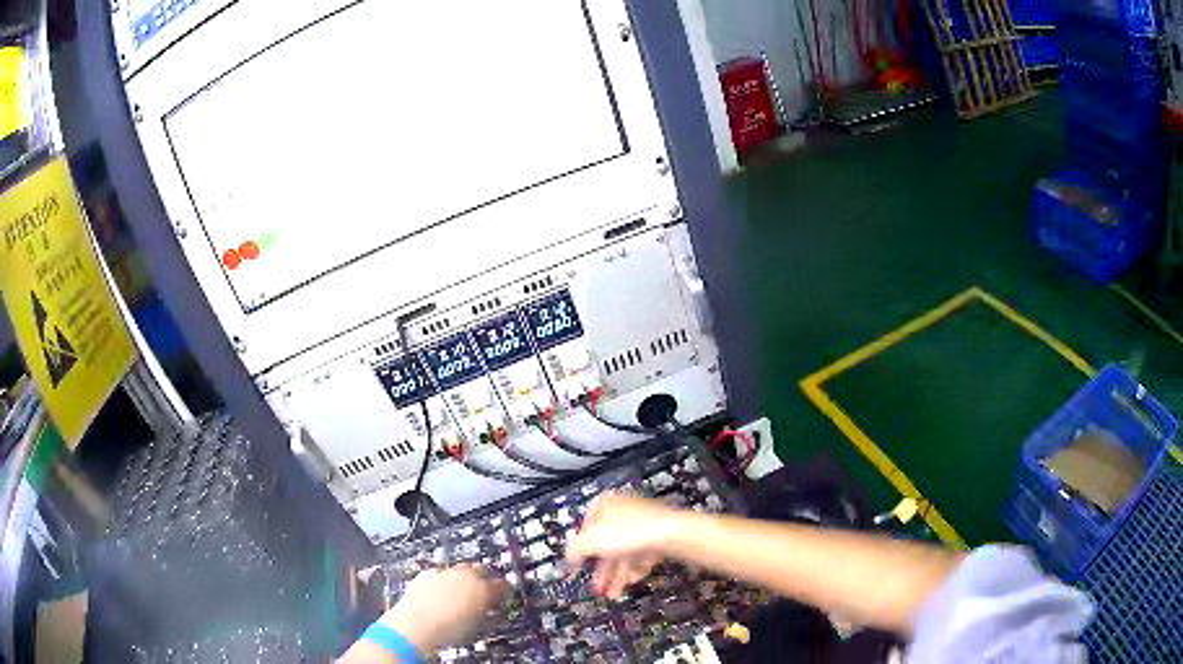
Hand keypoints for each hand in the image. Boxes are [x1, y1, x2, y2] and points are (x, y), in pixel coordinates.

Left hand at [379, 565, 510, 652]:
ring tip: (461, 595)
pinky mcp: (425, 575)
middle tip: (484, 593)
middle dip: (484, 580)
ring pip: (459, 570)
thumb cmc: (448, 632)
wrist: (415, 626)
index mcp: (483, 588)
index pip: (502, 585)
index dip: (505, 593)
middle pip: (481, 570)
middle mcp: (464, 575)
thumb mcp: (478, 628)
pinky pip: (439, 574)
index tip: (503, 599)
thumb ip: (489, 615)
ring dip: (463, 579)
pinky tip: (440, 594)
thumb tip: (494, 612)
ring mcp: (443, 572)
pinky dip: (443, 581)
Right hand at [565, 493, 683, 599]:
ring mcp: (644, 523)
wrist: (672, 534)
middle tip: (597, 587)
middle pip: (606, 545)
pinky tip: (630, 582)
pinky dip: (634, 570)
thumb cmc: (631, 531)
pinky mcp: (659, 536)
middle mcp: (624, 511)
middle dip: (601, 570)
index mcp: (605, 504)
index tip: (577, 568)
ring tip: (613, 594)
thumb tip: (568, 558)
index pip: (585, 528)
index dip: (579, 551)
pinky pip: (642, 556)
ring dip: (616, 576)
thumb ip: (573, 550)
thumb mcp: (589, 542)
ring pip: (624, 553)